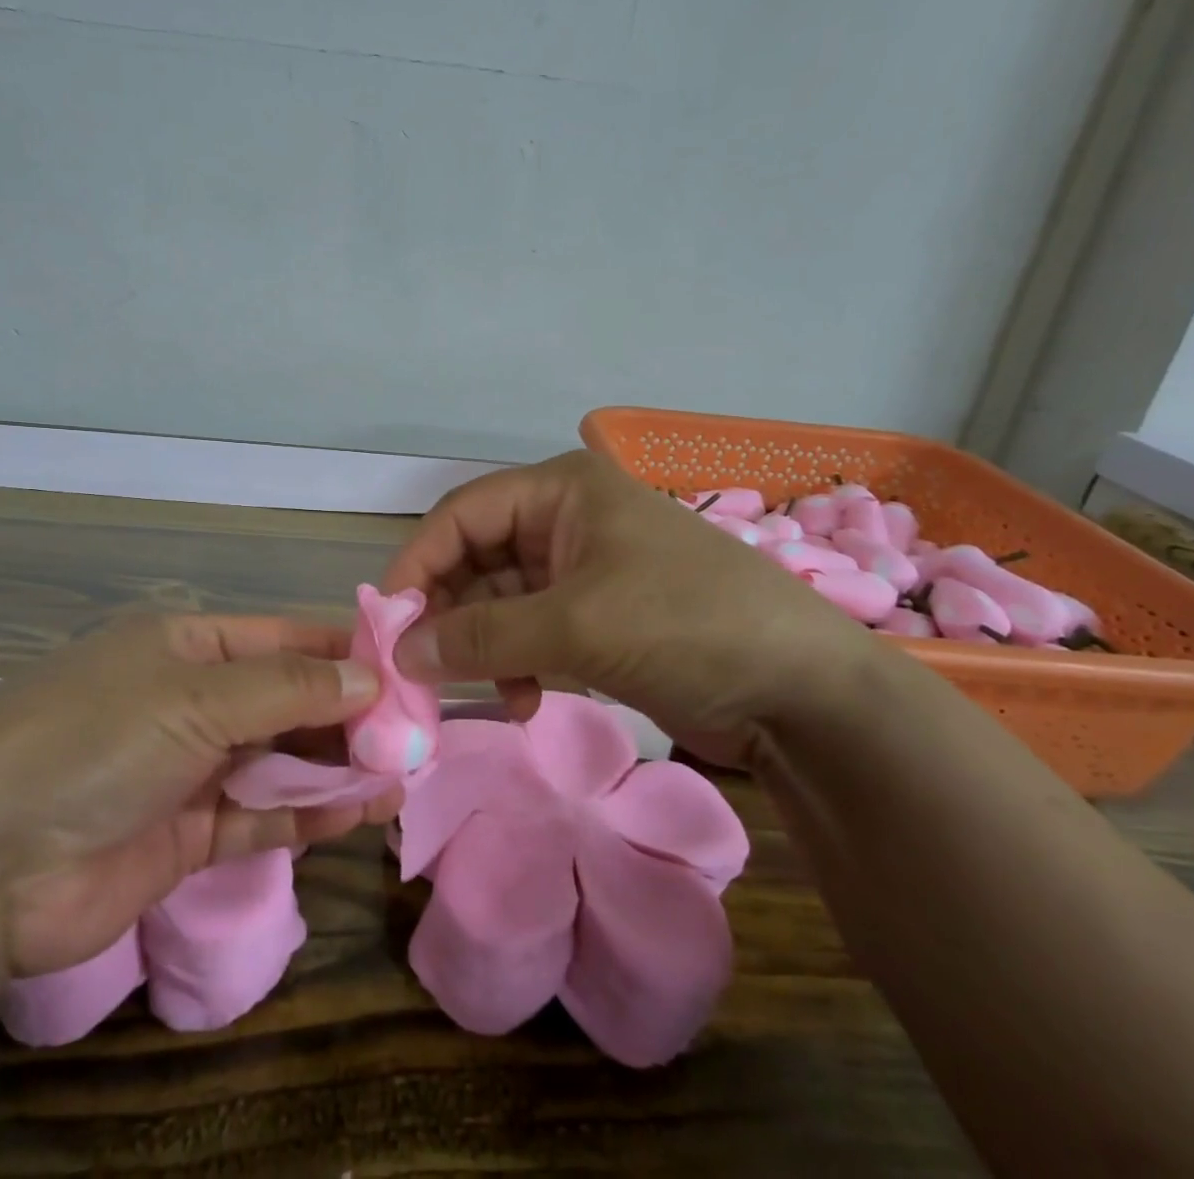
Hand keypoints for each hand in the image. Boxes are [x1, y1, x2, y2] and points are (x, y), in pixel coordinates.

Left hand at [0, 614, 403, 977]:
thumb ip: (289, 688)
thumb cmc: (98, 739)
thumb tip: (369, 678)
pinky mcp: (186, 837)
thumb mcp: (197, 694)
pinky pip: (260, 818)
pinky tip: (360, 812)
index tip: (404, 668)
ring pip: (280, 762)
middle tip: (415, 732)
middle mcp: (191, 701)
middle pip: (287, 701)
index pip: (283, 638)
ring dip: (337, 767)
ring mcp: (189, 770)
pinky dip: (308, 816)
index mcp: (187, 645)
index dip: (342, 651)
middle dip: (348, 716)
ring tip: (402, 775)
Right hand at [382, 451, 896, 749]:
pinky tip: (524, 703)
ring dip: (483, 647)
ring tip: (477, 692)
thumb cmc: (687, 625)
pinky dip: (517, 665)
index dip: (419, 563)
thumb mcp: (576, 625)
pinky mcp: (599, 617)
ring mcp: (584, 570)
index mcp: (561, 491)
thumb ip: (482, 636)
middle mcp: (566, 519)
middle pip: (477, 558)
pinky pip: (532, 632)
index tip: (389, 621)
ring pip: (501, 601)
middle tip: (422, 669)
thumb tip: (402, 652)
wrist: (804, 692)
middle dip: (450, 613)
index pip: (462, 514)